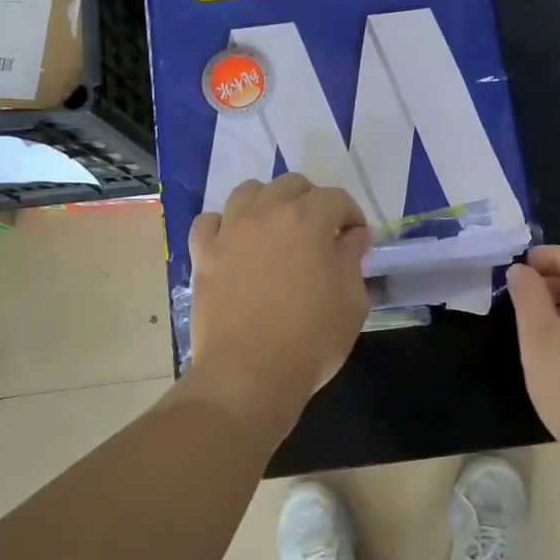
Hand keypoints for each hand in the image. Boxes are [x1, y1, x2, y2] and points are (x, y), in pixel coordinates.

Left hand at [185, 174, 372, 431]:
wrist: (248, 375)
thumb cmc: (311, 340)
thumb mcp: (352, 302)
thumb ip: (352, 259)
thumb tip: (353, 235)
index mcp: (308, 220)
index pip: (336, 198)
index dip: (352, 215)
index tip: (356, 240)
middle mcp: (266, 213)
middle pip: (291, 185)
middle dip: (312, 201)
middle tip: (321, 233)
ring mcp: (230, 231)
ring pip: (248, 192)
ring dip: (268, 202)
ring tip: (277, 230)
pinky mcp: (203, 254)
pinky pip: (210, 222)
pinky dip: (225, 225)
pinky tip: (235, 243)